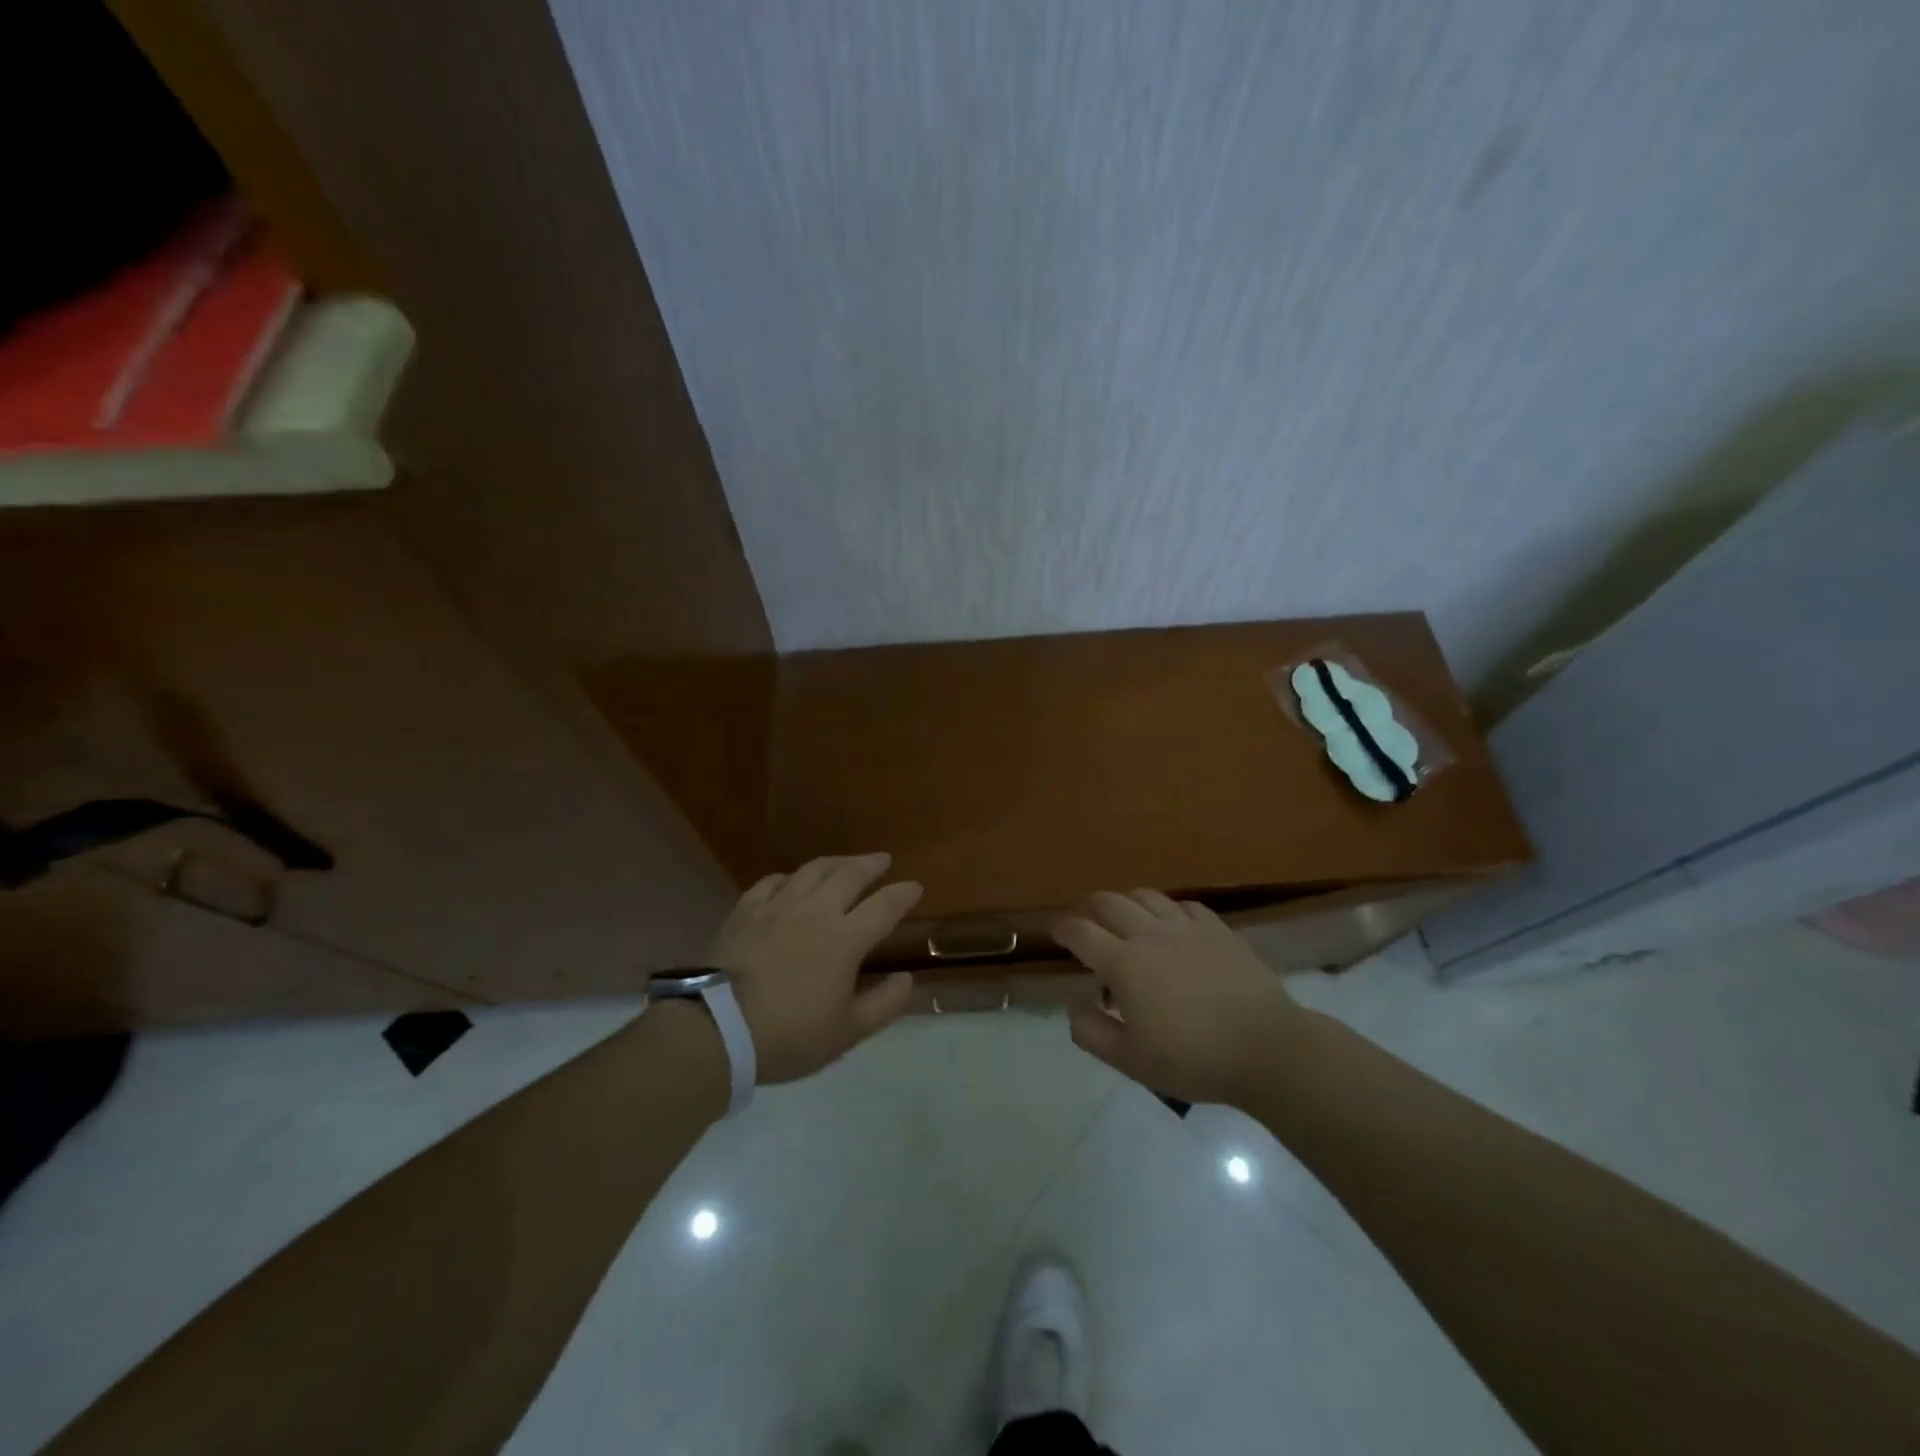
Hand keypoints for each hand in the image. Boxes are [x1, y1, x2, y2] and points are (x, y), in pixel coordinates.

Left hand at [707, 853, 921, 1082]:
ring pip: (812, 870)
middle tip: (883, 860)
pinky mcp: (745, 910)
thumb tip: (907, 979)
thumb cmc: (788, 1035)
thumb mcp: (847, 1033)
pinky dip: (790, 876)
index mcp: (845, 939)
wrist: (717, 1029)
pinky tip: (791, 880)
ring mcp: (777, 906)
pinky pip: (773, 881)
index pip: (884, 906)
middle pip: (849, 875)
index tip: (916, 886)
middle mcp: (815, 911)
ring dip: (835, 862)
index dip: (903, 894)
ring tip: (845, 862)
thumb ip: (884, 1004)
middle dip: (871, 864)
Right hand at [1056, 890, 1308, 1105]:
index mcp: (1124, 963)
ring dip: (1128, 901)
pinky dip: (1169, 909)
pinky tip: (1172, 923)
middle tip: (1085, 918)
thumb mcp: (1131, 1061)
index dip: (1064, 928)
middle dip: (1090, 906)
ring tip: (1125, 915)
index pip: (1081, 933)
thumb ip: (1092, 1032)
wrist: (1267, 1049)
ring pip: (1147, 896)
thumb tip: (1073, 1004)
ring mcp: (1188, 928)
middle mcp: (1151, 935)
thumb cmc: (1193, 1059)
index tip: (1056, 932)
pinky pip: (1186, 905)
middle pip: (1110, 903)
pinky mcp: (1219, 930)